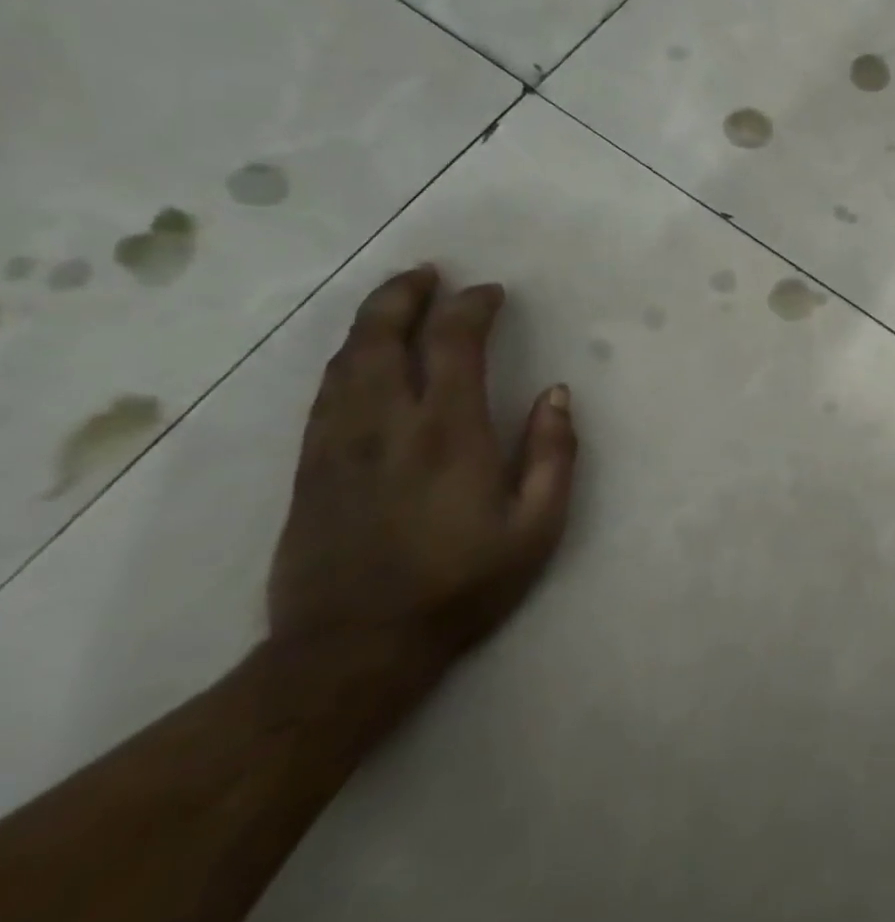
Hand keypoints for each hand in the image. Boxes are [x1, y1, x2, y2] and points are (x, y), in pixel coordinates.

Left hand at [269, 265, 577, 674]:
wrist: (353, 648)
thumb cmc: (462, 585)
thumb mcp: (537, 526)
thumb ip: (553, 453)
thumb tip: (556, 393)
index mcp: (448, 432)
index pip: (454, 343)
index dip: (472, 307)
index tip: (492, 293)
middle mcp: (387, 423)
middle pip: (384, 336)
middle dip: (406, 294)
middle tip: (430, 273)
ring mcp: (339, 442)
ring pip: (348, 358)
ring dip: (372, 319)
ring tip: (396, 297)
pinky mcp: (311, 466)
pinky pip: (326, 391)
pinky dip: (348, 357)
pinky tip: (361, 355)